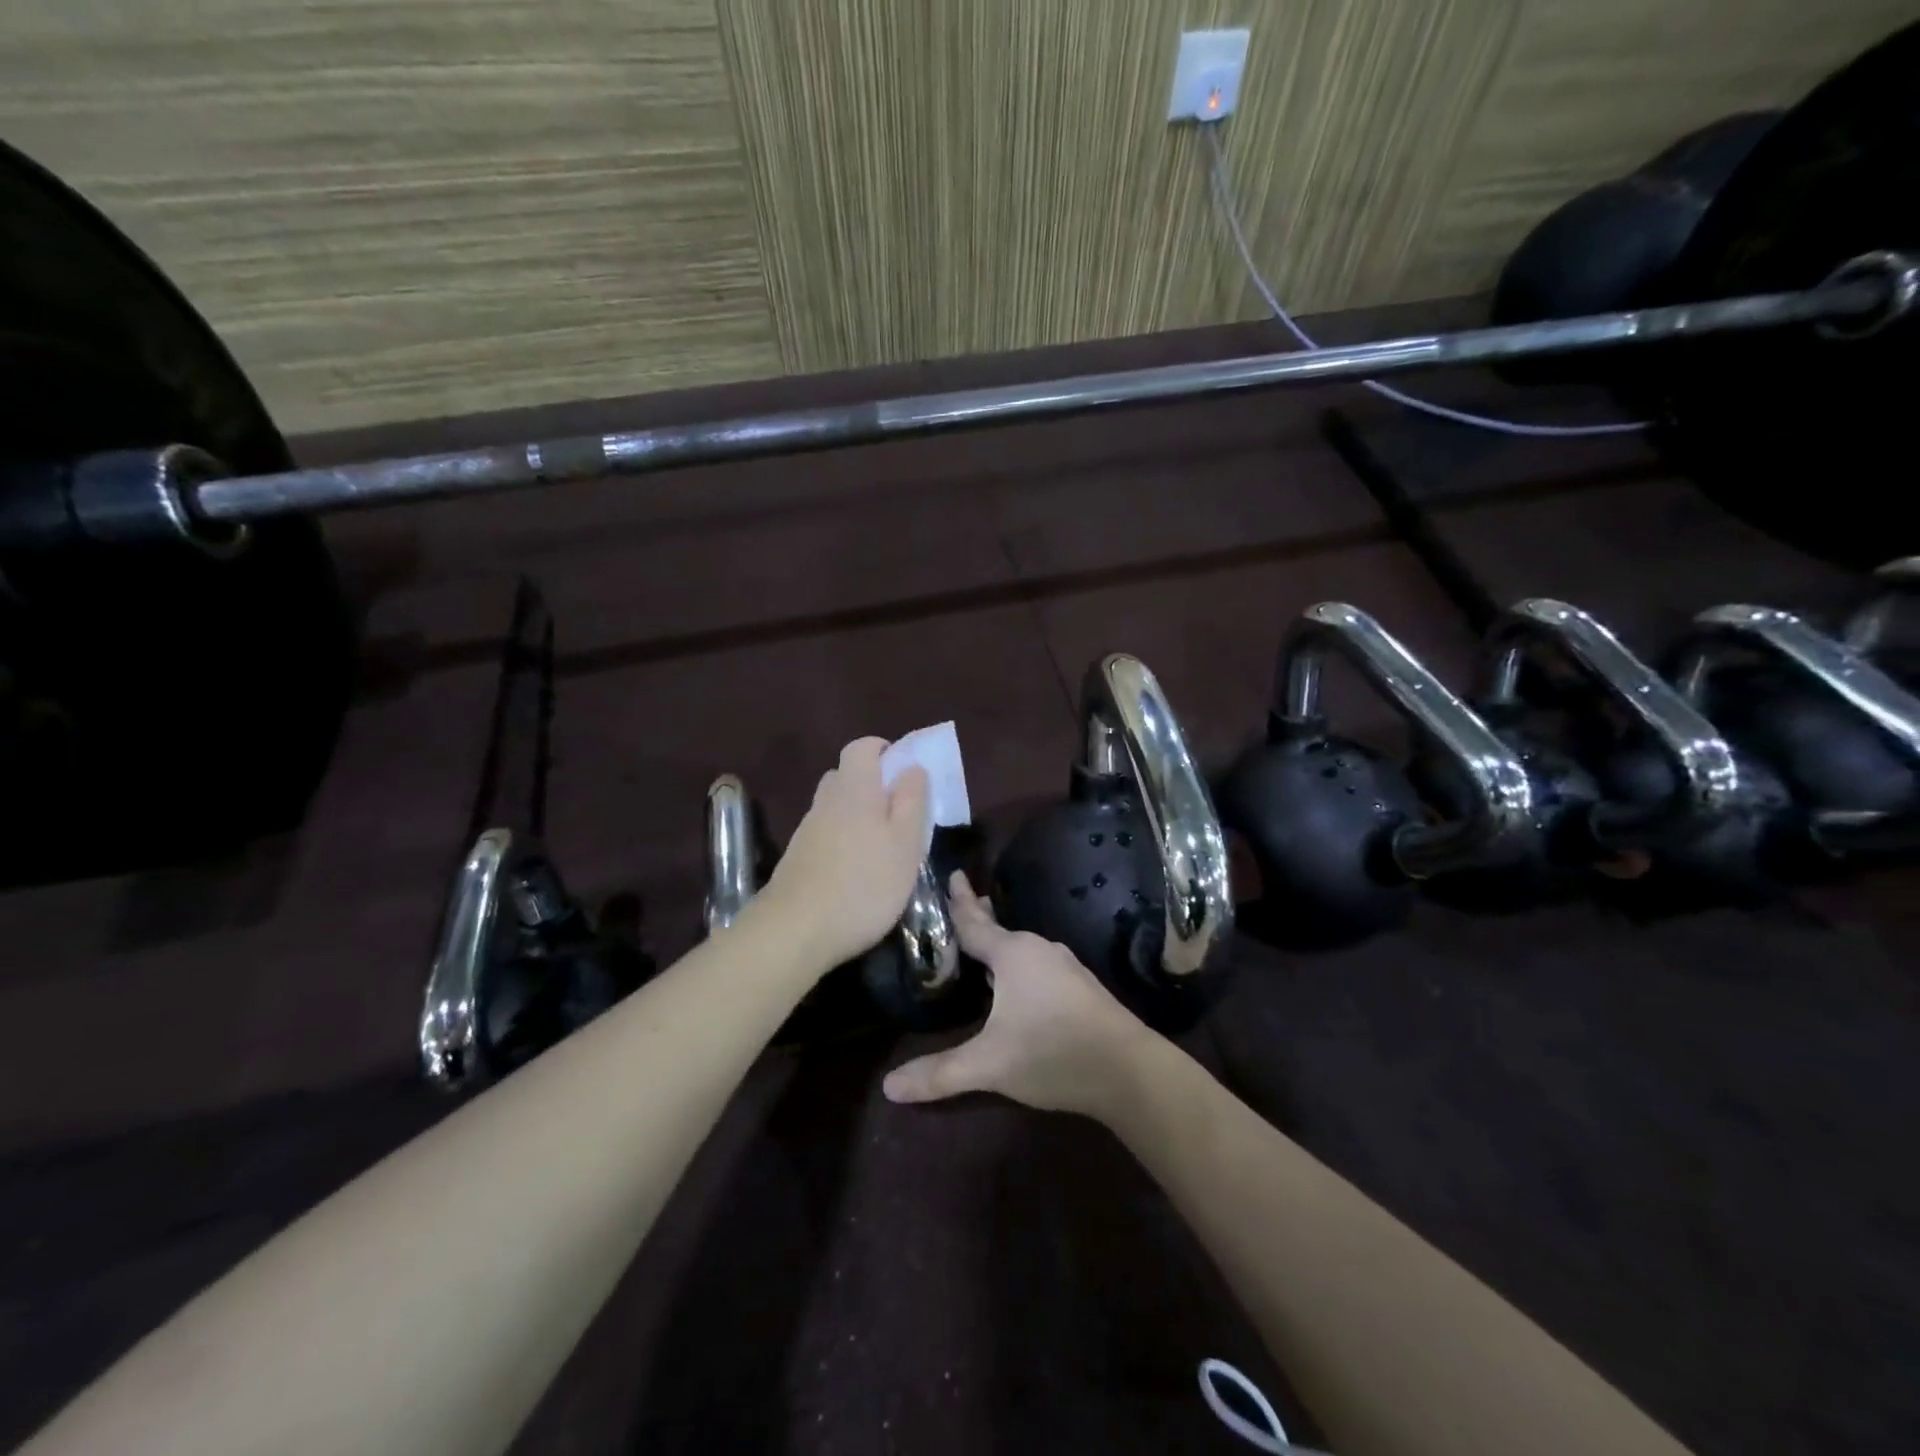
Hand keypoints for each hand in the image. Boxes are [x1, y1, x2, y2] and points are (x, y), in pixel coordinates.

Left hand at [753, 738, 929, 970]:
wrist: (795, 931)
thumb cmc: (864, 884)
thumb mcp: (906, 842)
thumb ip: (911, 800)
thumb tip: (912, 766)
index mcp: (854, 788)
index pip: (862, 747)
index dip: (884, 751)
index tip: (906, 773)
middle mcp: (826, 800)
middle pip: (848, 776)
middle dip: (875, 786)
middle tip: (901, 814)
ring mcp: (807, 830)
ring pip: (836, 807)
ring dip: (860, 816)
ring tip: (884, 848)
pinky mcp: (798, 858)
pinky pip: (827, 833)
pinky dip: (845, 840)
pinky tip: (858, 872)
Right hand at [882, 872, 1156, 1119]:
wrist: (1129, 1071)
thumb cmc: (1052, 1053)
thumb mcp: (989, 1065)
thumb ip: (939, 1073)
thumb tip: (888, 1086)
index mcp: (1013, 954)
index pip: (974, 923)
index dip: (958, 902)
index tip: (953, 874)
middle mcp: (1039, 949)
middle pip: (999, 929)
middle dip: (979, 916)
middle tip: (962, 898)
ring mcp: (1065, 966)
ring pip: (1022, 947)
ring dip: (1000, 942)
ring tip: (983, 942)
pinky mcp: (1081, 986)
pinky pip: (1038, 963)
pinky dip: (1019, 962)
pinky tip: (1018, 979)